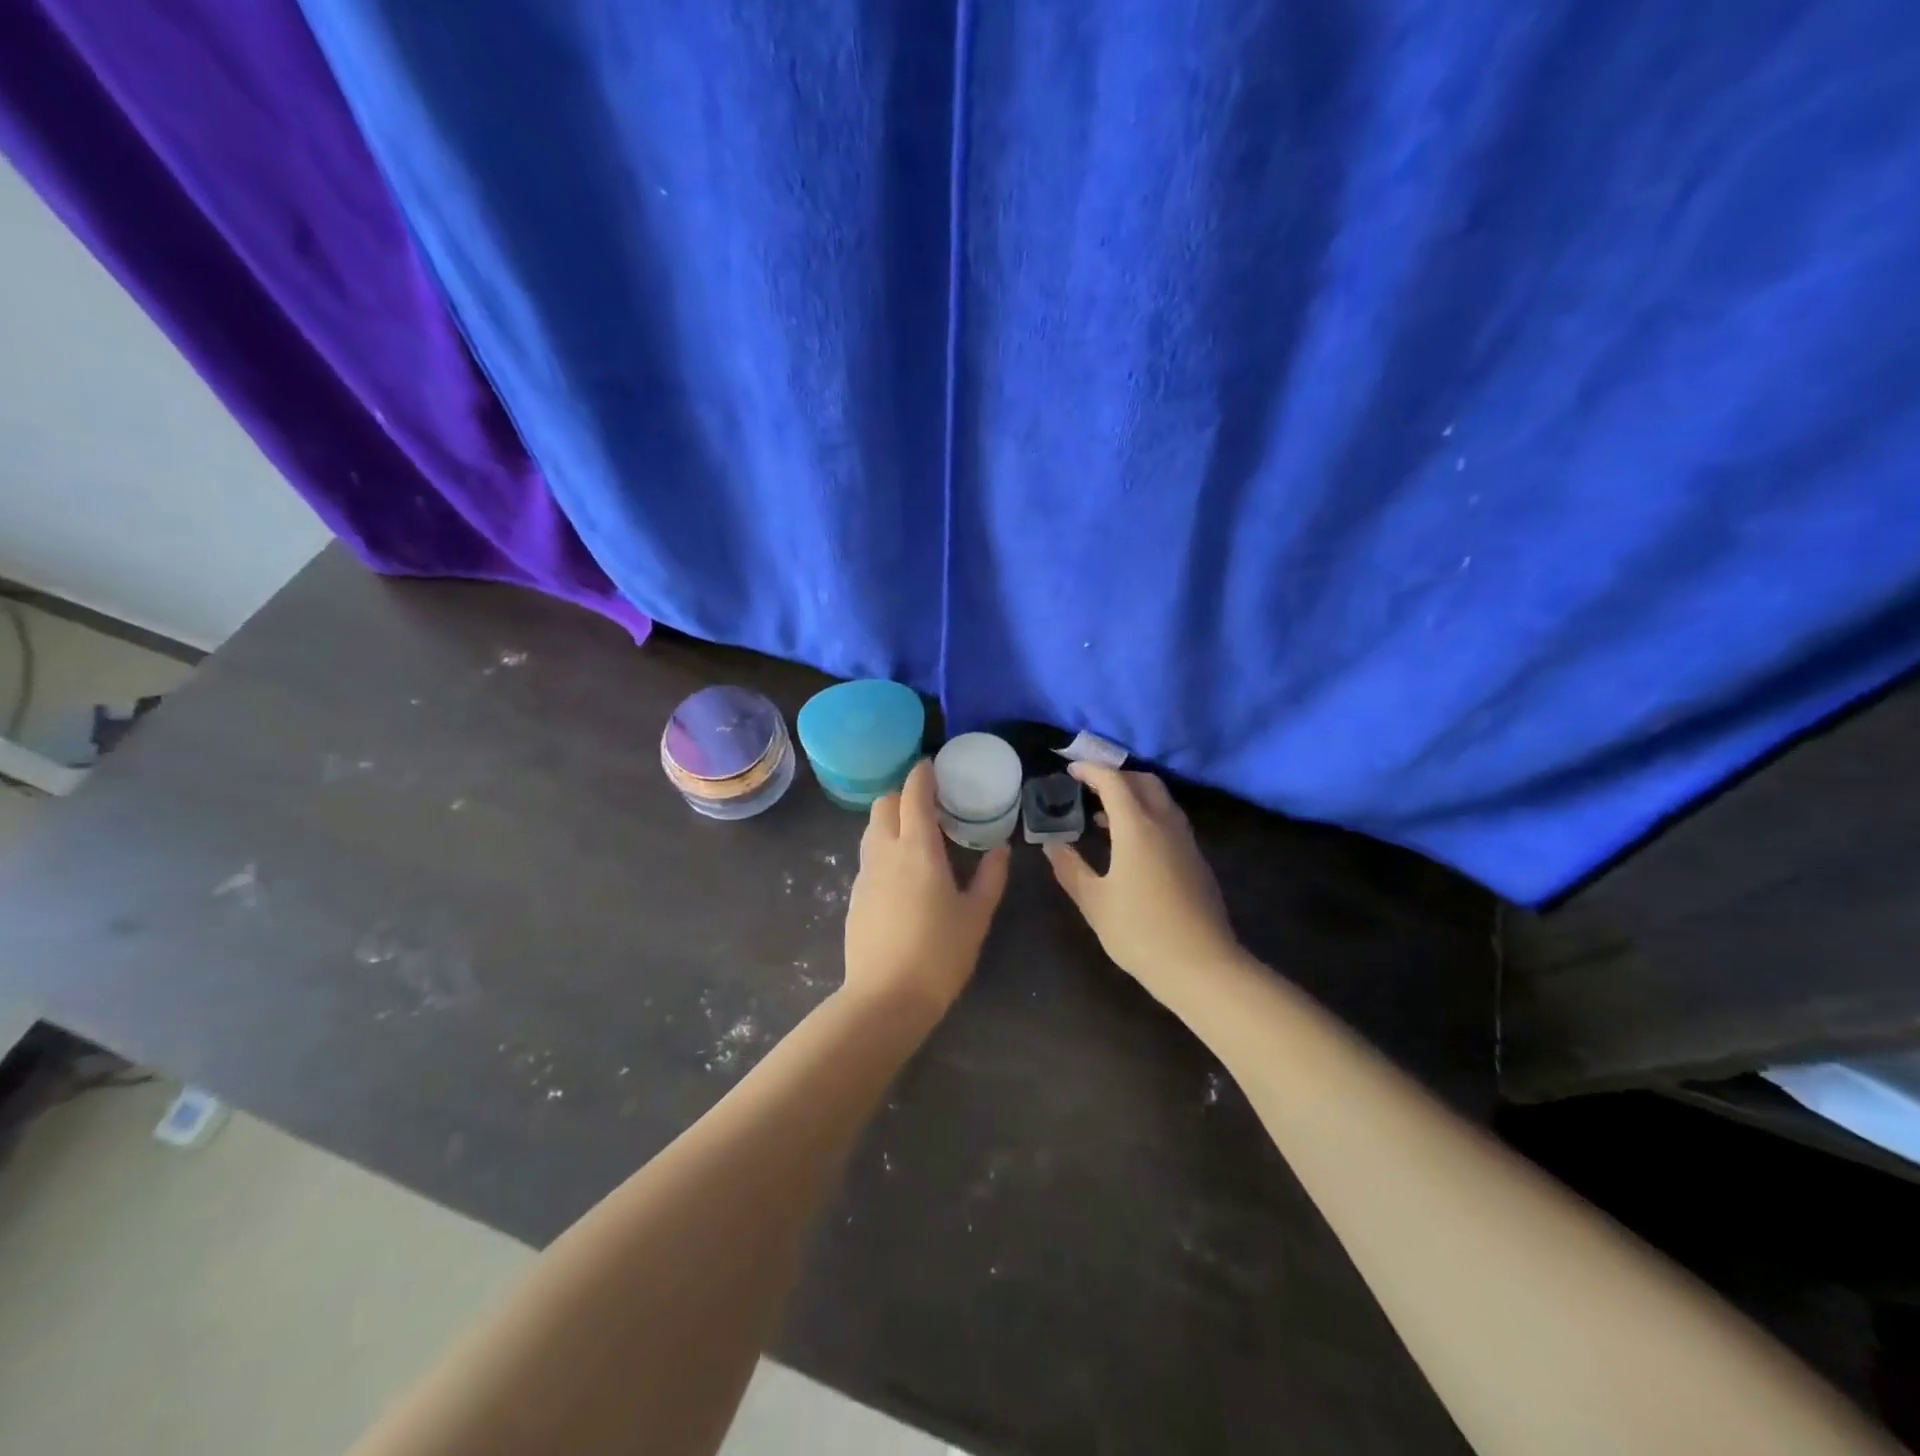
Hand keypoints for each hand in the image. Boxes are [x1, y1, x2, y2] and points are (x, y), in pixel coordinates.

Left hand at [844, 758, 1009, 1020]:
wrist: (885, 998)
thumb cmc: (939, 954)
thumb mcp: (976, 916)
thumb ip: (990, 878)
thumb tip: (1001, 850)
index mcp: (917, 848)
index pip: (913, 793)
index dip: (922, 774)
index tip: (934, 766)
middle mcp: (885, 851)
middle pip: (884, 803)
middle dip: (903, 794)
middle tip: (929, 805)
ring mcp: (865, 873)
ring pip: (872, 829)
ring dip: (891, 820)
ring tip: (918, 836)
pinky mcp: (855, 895)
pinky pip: (869, 856)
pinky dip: (885, 848)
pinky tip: (904, 873)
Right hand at [1044, 764, 1241, 993]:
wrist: (1201, 965)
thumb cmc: (1139, 932)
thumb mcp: (1094, 901)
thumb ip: (1070, 868)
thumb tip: (1053, 844)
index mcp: (1137, 827)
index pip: (1113, 781)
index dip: (1091, 770)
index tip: (1071, 769)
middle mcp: (1165, 823)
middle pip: (1143, 781)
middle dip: (1116, 777)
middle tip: (1089, 789)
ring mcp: (1185, 840)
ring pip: (1161, 800)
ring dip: (1134, 796)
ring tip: (1105, 817)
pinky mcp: (1196, 859)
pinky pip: (1170, 820)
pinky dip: (1148, 815)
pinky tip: (1132, 845)